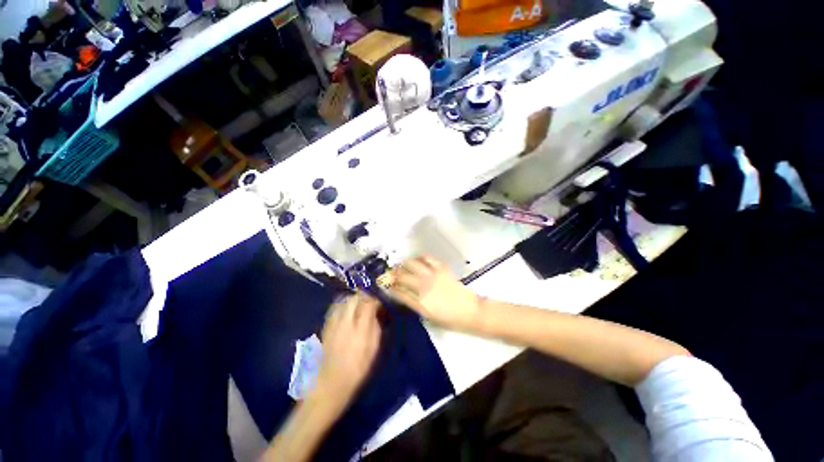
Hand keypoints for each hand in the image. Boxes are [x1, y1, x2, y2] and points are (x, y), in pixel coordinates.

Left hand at [314, 293, 380, 412]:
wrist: (329, 384)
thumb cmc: (356, 370)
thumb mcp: (373, 350)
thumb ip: (376, 329)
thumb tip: (376, 315)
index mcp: (360, 329)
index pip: (368, 304)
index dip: (375, 299)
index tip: (380, 300)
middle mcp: (346, 322)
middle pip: (355, 299)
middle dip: (363, 295)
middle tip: (369, 298)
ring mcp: (334, 324)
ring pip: (343, 301)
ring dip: (352, 298)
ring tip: (358, 301)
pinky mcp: (326, 327)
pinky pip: (334, 309)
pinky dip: (341, 304)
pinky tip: (345, 309)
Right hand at [389, 255, 482, 331]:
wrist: (469, 311)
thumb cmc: (448, 318)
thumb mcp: (427, 315)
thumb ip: (412, 303)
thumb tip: (399, 292)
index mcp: (419, 302)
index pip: (398, 291)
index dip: (389, 286)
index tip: (384, 283)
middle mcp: (424, 287)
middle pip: (402, 276)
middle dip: (392, 274)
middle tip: (390, 274)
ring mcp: (433, 275)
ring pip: (411, 264)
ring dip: (403, 265)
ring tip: (402, 267)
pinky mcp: (441, 268)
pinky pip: (426, 258)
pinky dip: (418, 257)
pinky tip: (416, 260)